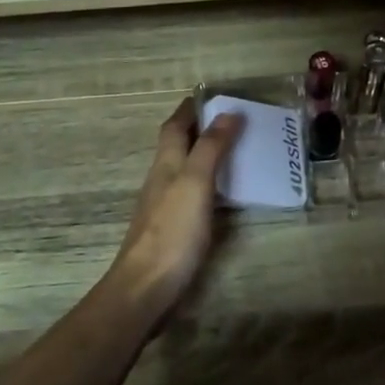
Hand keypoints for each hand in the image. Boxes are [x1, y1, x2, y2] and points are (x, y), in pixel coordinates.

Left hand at [102, 99, 242, 320]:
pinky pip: (192, 195)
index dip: (190, 110)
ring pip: (184, 170)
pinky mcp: (172, 230)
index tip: (212, 96)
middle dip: (200, 130)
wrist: (147, 288)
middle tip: (233, 122)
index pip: (174, 126)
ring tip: (236, 152)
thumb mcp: (195, 183)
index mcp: (166, 164)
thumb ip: (211, 148)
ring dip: (205, 157)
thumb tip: (227, 113)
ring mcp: (164, 207)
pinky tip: (225, 195)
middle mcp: (162, 180)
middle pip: (177, 146)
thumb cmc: (172, 232)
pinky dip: (208, 185)